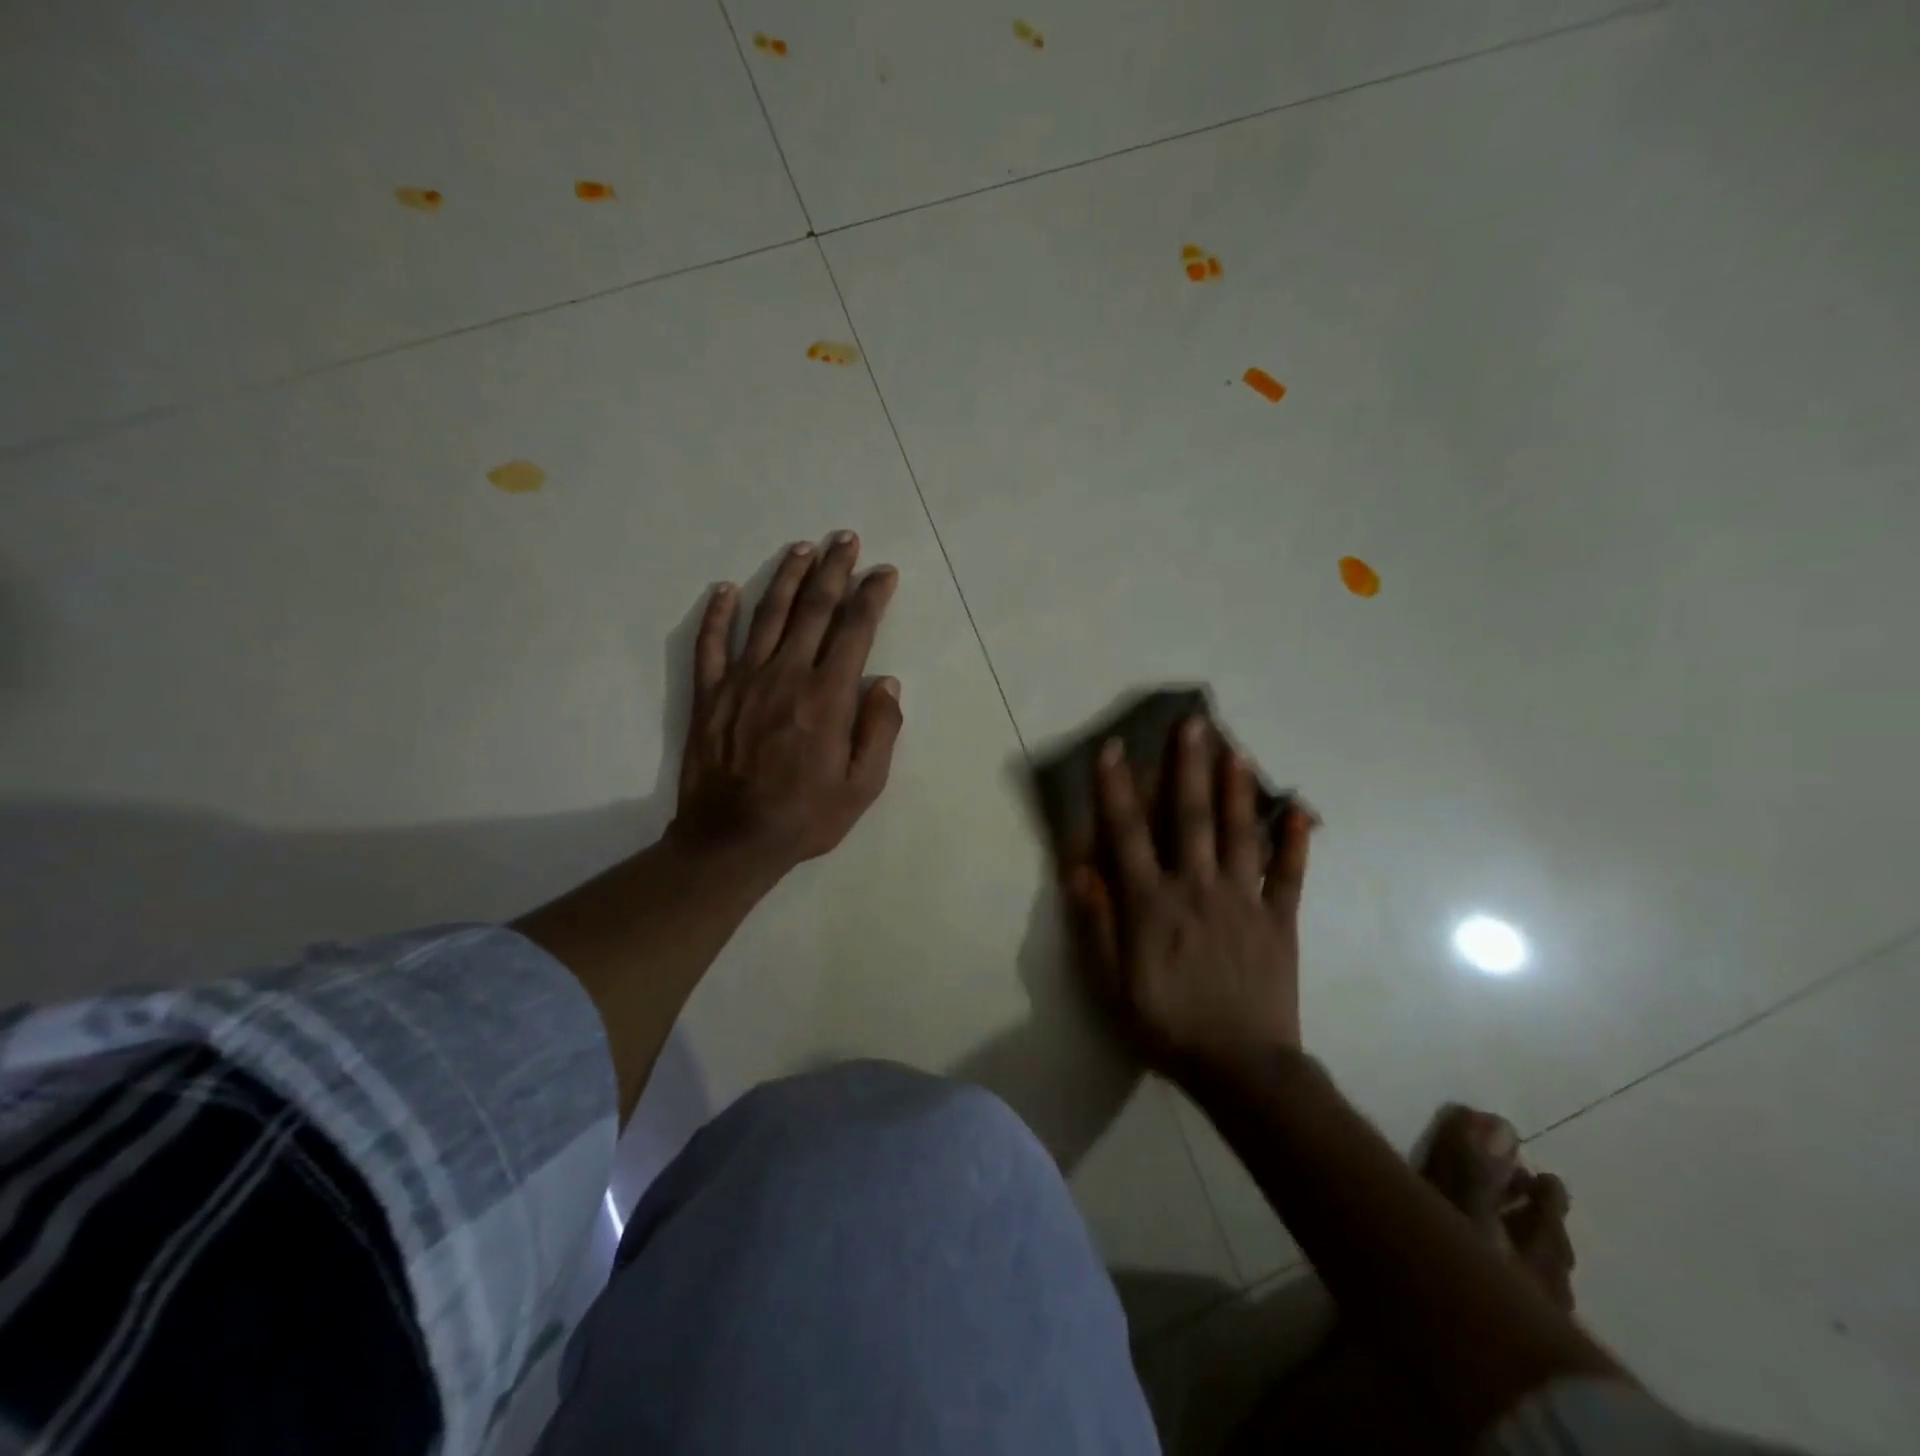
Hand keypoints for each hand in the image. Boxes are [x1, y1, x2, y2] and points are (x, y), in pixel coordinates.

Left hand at [670, 532, 902, 877]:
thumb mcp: (863, 786)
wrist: (732, 840)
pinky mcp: (710, 694)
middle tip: (845, 539)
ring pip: (767, 615)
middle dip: (833, 569)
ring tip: (802, 548)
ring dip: (786, 578)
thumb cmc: (805, 817)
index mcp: (828, 696)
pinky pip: (711, 643)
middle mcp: (786, 675)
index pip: (855, 630)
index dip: (871, 596)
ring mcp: (743, 680)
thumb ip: (880, 731)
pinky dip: (718, 613)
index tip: (883, 572)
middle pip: (813, 609)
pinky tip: (727, 588)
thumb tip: (887, 682)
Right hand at [1064, 716, 1313, 1077]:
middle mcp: (1197, 888)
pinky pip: (1290, 874)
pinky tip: (1301, 808)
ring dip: (1238, 788)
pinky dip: (1297, 840)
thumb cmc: (1166, 1024)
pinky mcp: (1280, 919)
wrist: (1241, 1068)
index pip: (1128, 834)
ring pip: (1241, 833)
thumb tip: (1079, 869)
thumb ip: (1097, 923)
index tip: (1114, 748)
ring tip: (1238, 748)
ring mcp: (1244, 900)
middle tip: (1194, 722)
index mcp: (1152, 903)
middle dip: (1188, 767)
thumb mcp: (1111, 983)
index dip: (1117, 789)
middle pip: (1191, 817)